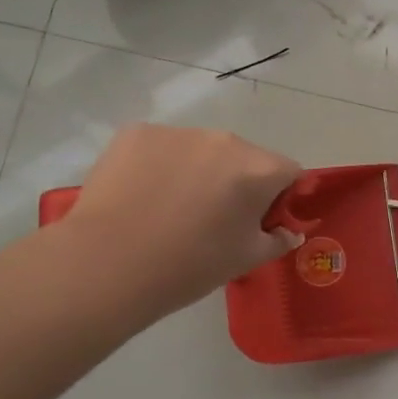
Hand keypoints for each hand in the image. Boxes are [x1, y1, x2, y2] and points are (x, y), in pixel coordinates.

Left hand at [64, 125, 302, 317]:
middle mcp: (224, 140)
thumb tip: (289, 233)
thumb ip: (277, 241)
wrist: (107, 264)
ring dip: (198, 172)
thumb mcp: (246, 260)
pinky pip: (162, 147)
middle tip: (214, 220)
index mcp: (258, 169)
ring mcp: (178, 133)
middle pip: (245, 158)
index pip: (289, 172)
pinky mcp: (136, 133)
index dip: (280, 197)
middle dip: (238, 182)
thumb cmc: (190, 265)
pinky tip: (142, 196)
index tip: (260, 222)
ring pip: (202, 151)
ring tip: (171, 209)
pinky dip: (160, 166)